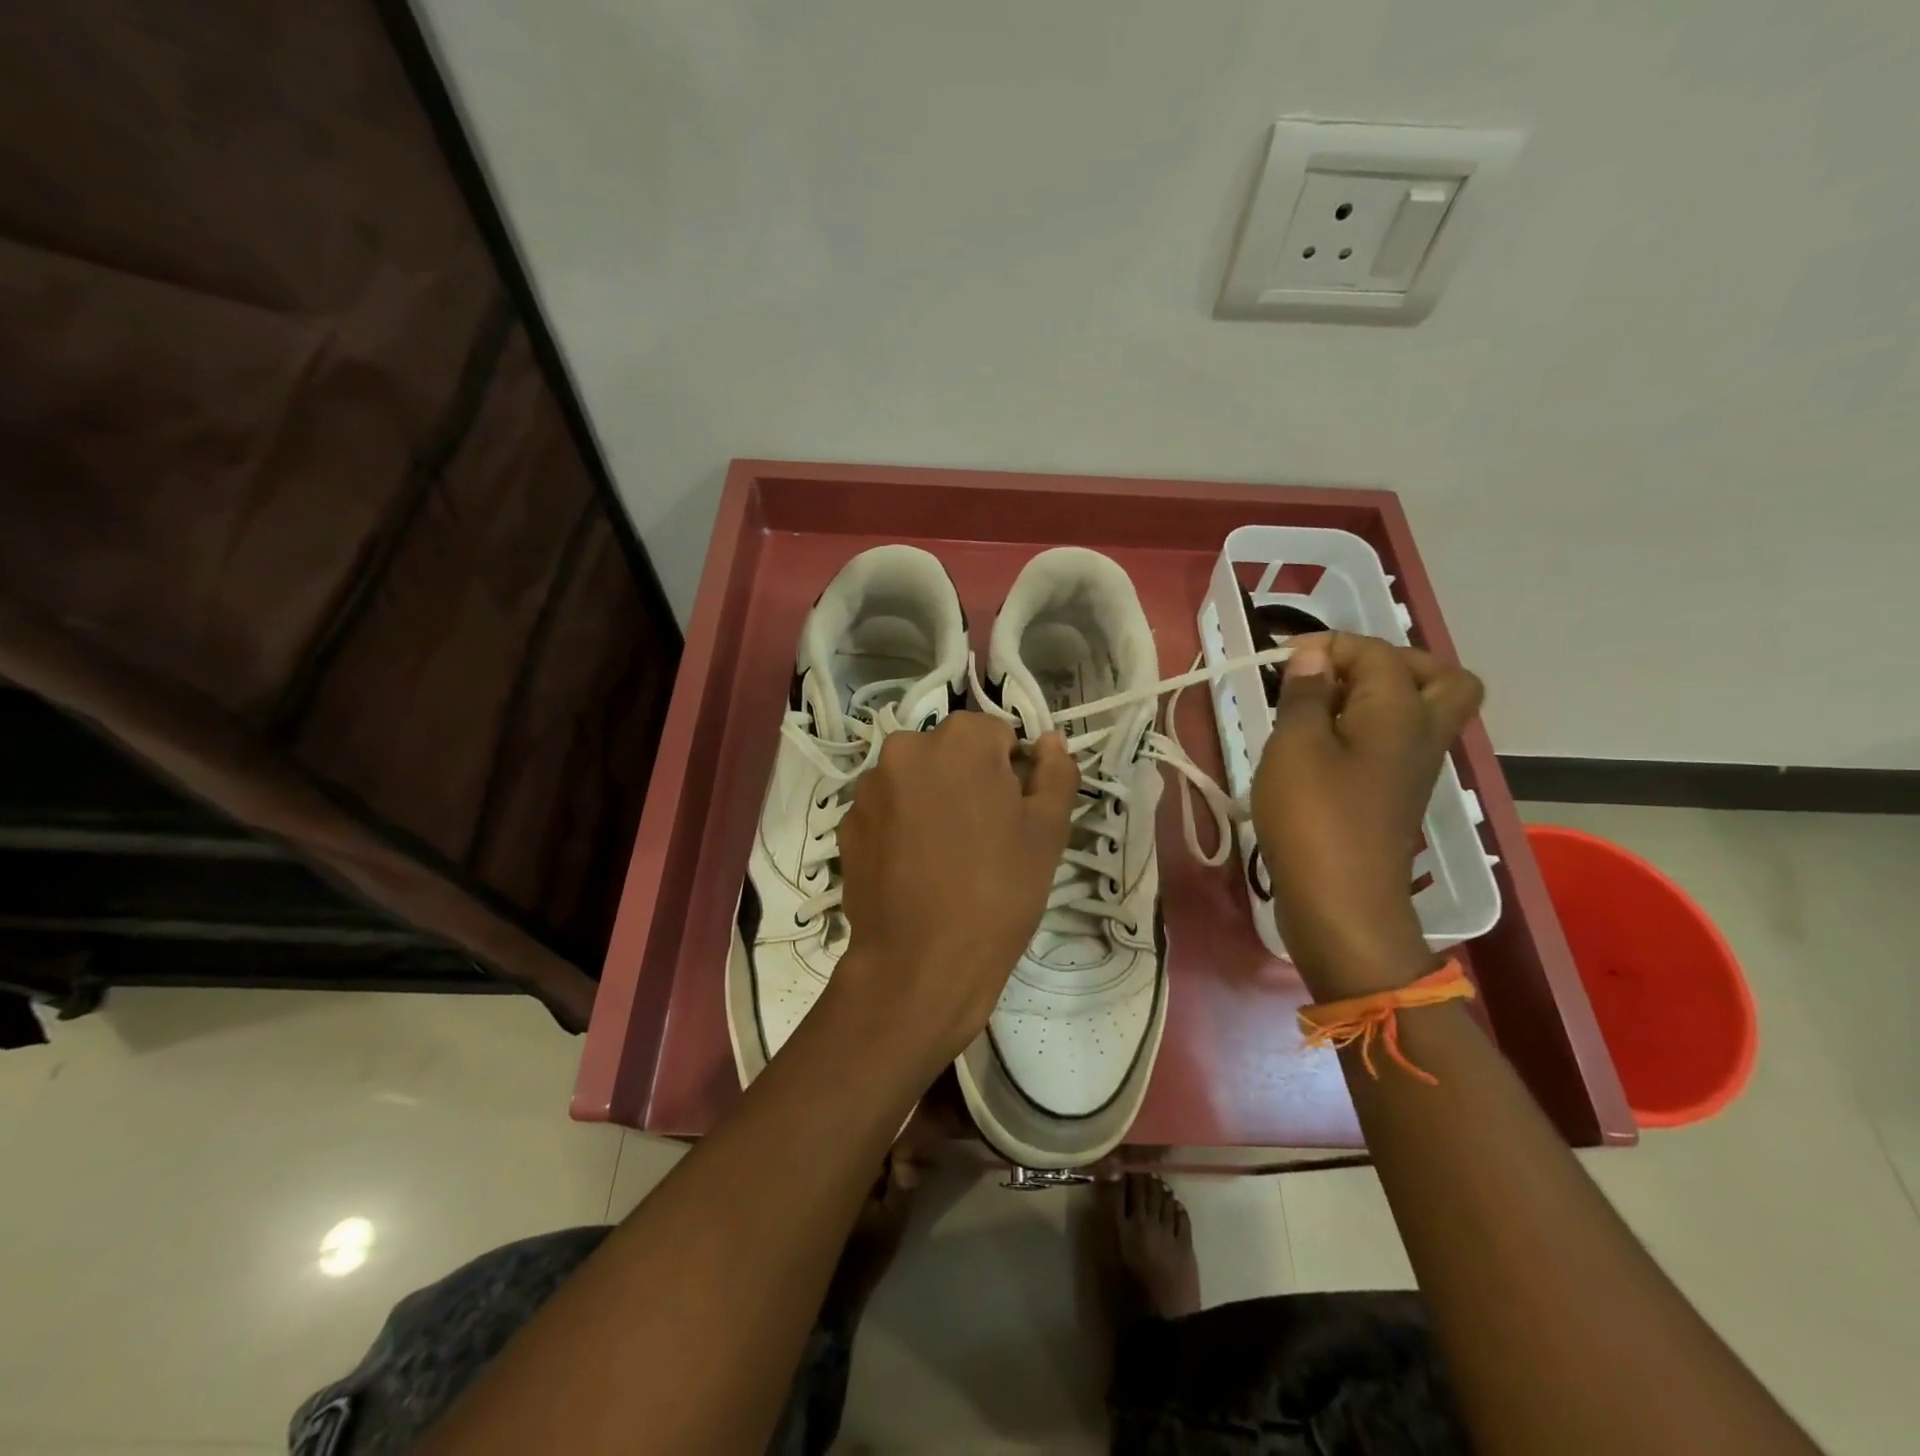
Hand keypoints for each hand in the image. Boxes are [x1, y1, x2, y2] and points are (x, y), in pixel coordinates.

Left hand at [832, 712, 1078, 1074]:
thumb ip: (1057, 773)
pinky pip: (887, 811)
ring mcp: (869, 786)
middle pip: (951, 753)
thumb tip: (1050, 742)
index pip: (997, 735)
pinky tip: (915, 871)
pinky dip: (902, 827)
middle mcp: (906, 747)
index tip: (1015, 816)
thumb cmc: (998, 891)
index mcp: (960, 738)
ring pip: (916, 781)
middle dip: (969, 781)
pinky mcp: (847, 824)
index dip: (1012, 772)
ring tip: (946, 858)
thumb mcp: (1048, 832)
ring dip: (932, 801)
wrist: (920, 963)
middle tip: (984, 838)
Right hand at [1251, 633, 1483, 999]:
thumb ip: (1307, 694)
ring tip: (1321, 707)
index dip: (1330, 645)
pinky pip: (1397, 744)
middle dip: (1390, 663)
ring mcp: (1413, 769)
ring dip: (1378, 697)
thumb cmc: (1314, 817)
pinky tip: (1320, 746)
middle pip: (1439, 679)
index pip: (1378, 653)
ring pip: (1421, 713)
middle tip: (1338, 673)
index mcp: (1401, 711)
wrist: (1341, 903)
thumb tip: (1314, 655)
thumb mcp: (1295, 746)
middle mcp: (1422, 734)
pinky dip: (1367, 730)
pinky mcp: (1395, 797)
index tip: (1280, 658)